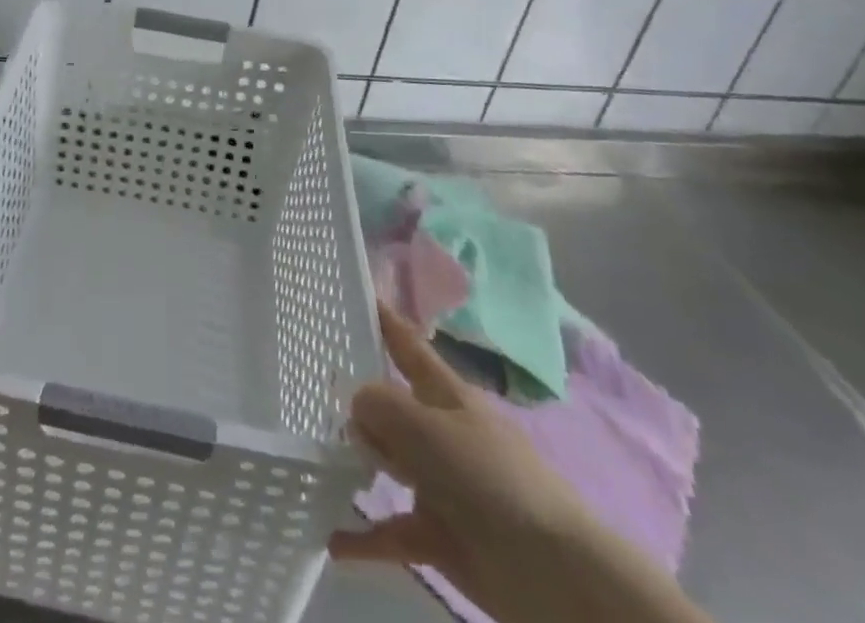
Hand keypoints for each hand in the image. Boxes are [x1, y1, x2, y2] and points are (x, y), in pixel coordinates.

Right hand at [332, 303, 603, 616]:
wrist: (552, 572)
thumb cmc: (488, 477)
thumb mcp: (426, 427)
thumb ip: (381, 406)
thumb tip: (357, 406)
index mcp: (446, 395)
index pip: (409, 346)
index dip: (386, 321)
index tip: (360, 293)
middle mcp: (440, 432)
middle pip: (392, 406)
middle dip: (358, 399)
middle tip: (311, 388)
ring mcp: (441, 485)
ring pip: (389, 464)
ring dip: (357, 462)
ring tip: (316, 457)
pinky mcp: (440, 535)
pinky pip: (392, 530)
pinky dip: (364, 536)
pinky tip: (331, 538)